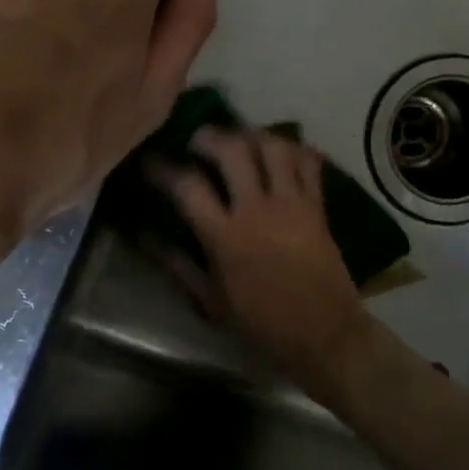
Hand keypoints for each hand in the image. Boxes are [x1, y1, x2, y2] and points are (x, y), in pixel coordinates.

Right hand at [153, 127, 368, 391]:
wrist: (324, 334)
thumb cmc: (262, 322)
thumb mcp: (210, 301)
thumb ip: (176, 264)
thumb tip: (144, 236)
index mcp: (225, 236)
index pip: (188, 186)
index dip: (163, 168)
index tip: (151, 160)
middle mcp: (258, 210)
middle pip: (232, 150)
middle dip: (209, 136)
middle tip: (196, 140)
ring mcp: (292, 204)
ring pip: (273, 146)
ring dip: (252, 134)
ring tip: (239, 139)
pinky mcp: (317, 206)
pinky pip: (308, 162)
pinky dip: (294, 149)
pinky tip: (280, 153)